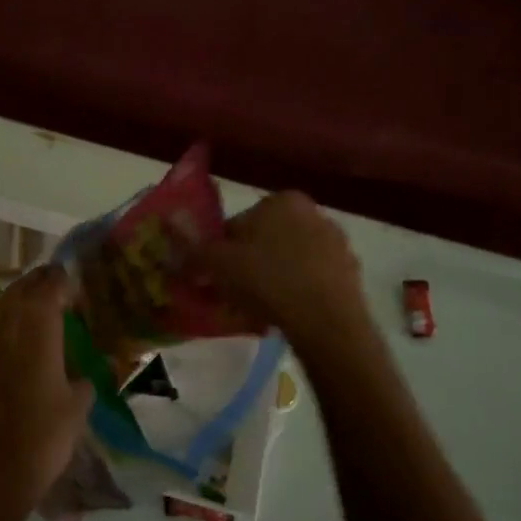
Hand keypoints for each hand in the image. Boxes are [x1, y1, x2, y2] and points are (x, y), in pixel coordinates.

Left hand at [0, 266, 93, 520]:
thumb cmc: (40, 437)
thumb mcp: (78, 405)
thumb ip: (85, 375)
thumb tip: (89, 369)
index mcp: (36, 320)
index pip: (54, 281)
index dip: (70, 284)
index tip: (84, 297)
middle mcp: (4, 316)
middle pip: (26, 285)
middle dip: (47, 290)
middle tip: (68, 307)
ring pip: (5, 301)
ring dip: (25, 306)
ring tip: (46, 327)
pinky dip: (7, 325)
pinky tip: (21, 348)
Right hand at [198, 192, 367, 351]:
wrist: (325, 320)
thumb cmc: (266, 279)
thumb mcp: (216, 264)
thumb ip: (192, 249)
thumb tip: (170, 234)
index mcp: (281, 200)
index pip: (238, 223)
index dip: (220, 252)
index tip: (214, 277)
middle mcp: (313, 213)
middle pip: (265, 241)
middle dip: (248, 265)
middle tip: (233, 295)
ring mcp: (336, 244)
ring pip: (289, 262)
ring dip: (272, 280)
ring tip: (257, 311)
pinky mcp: (350, 274)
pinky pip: (311, 281)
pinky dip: (296, 294)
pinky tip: (285, 316)